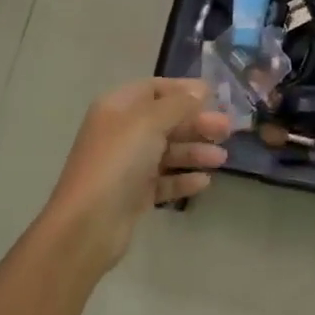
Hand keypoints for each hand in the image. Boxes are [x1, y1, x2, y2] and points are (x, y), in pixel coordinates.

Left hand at [43, 79, 229, 271]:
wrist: (88, 225)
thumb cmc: (118, 161)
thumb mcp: (150, 122)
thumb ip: (179, 104)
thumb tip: (201, 89)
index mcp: (118, 107)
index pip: (155, 89)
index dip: (184, 90)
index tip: (215, 96)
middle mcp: (121, 132)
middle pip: (165, 120)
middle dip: (196, 123)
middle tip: (227, 129)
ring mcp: (127, 165)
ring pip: (167, 151)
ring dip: (195, 151)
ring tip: (222, 158)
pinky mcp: (133, 195)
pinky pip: (164, 180)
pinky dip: (183, 179)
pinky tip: (205, 181)